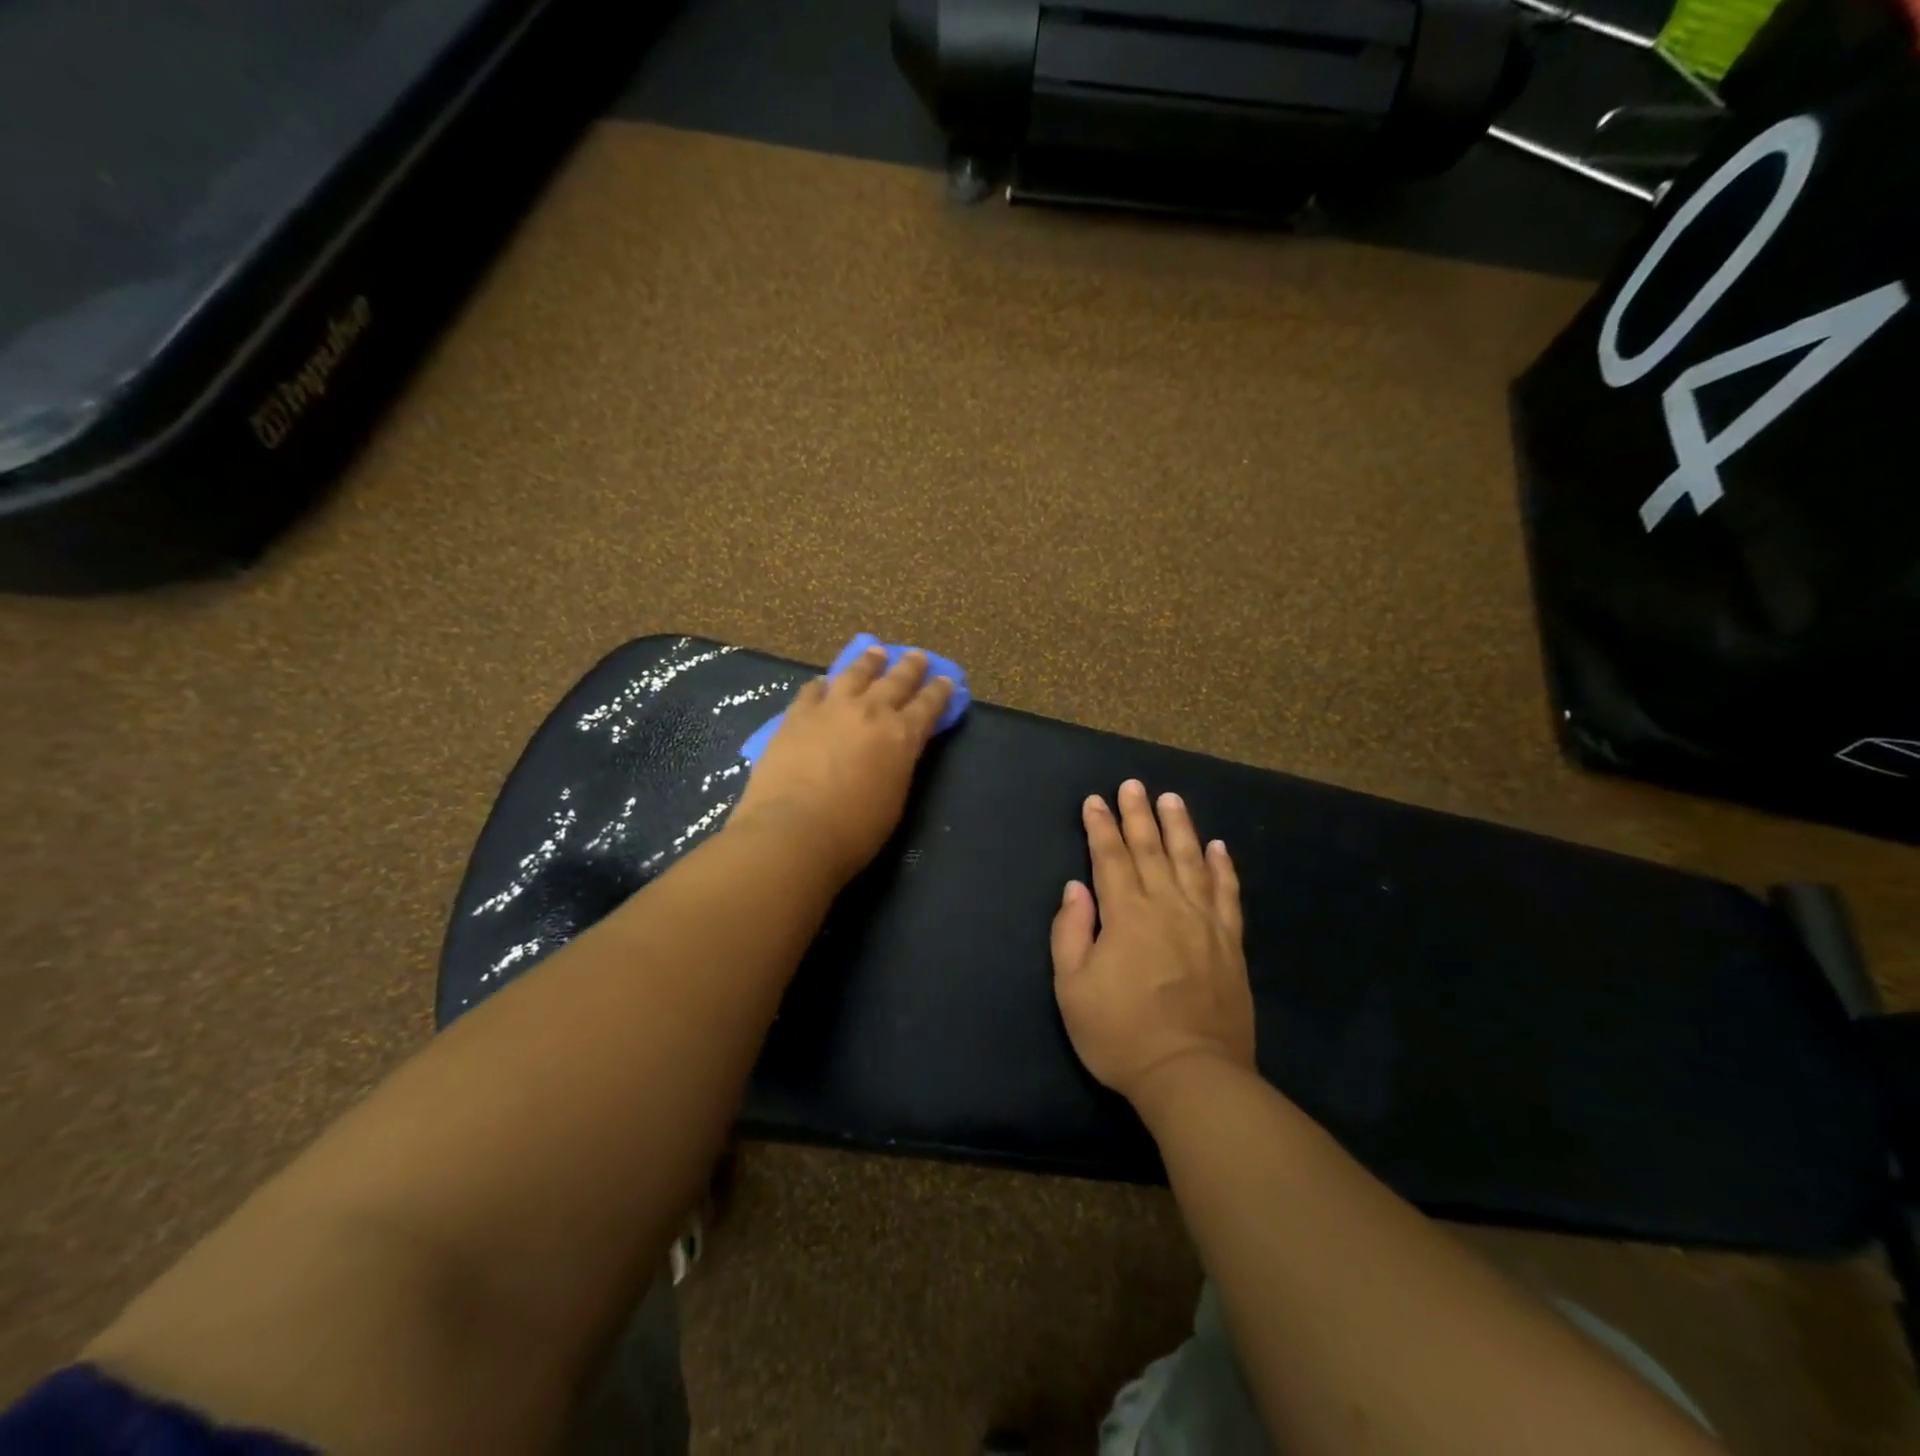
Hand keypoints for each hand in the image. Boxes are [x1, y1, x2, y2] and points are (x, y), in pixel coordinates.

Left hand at [728, 647, 954, 884]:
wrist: (793, 831)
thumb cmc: (853, 832)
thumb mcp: (894, 800)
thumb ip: (898, 767)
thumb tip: (895, 751)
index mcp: (902, 736)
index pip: (928, 706)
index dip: (940, 691)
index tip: (946, 679)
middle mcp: (871, 712)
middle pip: (895, 681)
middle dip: (910, 667)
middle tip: (917, 655)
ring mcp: (831, 709)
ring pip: (855, 674)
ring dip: (868, 662)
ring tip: (874, 652)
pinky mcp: (796, 716)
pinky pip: (813, 690)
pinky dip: (823, 684)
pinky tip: (824, 681)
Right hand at [1050, 780, 1254, 1106]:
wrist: (1191, 1074)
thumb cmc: (1121, 1034)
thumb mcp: (1072, 989)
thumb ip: (1071, 932)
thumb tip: (1076, 888)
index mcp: (1126, 915)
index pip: (1109, 857)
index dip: (1100, 826)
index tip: (1094, 800)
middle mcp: (1166, 906)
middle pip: (1151, 849)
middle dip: (1138, 815)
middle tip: (1132, 784)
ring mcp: (1204, 922)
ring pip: (1191, 861)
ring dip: (1180, 827)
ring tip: (1171, 799)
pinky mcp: (1230, 943)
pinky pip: (1227, 894)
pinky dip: (1222, 867)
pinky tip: (1218, 847)